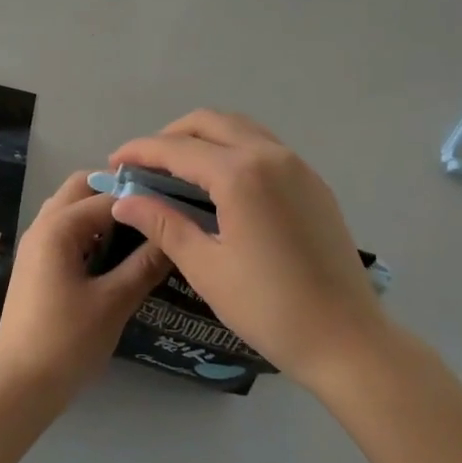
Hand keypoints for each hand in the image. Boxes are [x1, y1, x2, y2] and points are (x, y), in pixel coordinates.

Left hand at [0, 171, 171, 400]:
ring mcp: (37, 245)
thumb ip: (145, 264)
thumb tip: (175, 236)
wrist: (18, 387)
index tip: (175, 205)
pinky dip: (91, 231)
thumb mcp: (114, 302)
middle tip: (154, 211)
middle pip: (81, 188)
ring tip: (140, 230)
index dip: (142, 197)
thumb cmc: (66, 341)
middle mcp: (43, 225)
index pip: (108, 195)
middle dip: (116, 192)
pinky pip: (66, 231)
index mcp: (59, 227)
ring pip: (72, 208)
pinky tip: (116, 254)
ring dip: (102, 211)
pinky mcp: (37, 265)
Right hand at [107, 111, 387, 393]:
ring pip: (240, 128)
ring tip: (179, 169)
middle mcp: (269, 154)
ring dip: (204, 138)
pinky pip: (264, 146)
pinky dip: (233, 149)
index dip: (140, 151)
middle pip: (209, 123)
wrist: (347, 339)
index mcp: (240, 174)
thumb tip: (124, 201)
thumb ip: (163, 224)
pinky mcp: (312, 182)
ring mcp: (297, 165)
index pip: (177, 148)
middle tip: (145, 165)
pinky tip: (221, 183)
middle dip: (170, 136)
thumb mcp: (206, 268)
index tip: (114, 163)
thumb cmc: (269, 308)